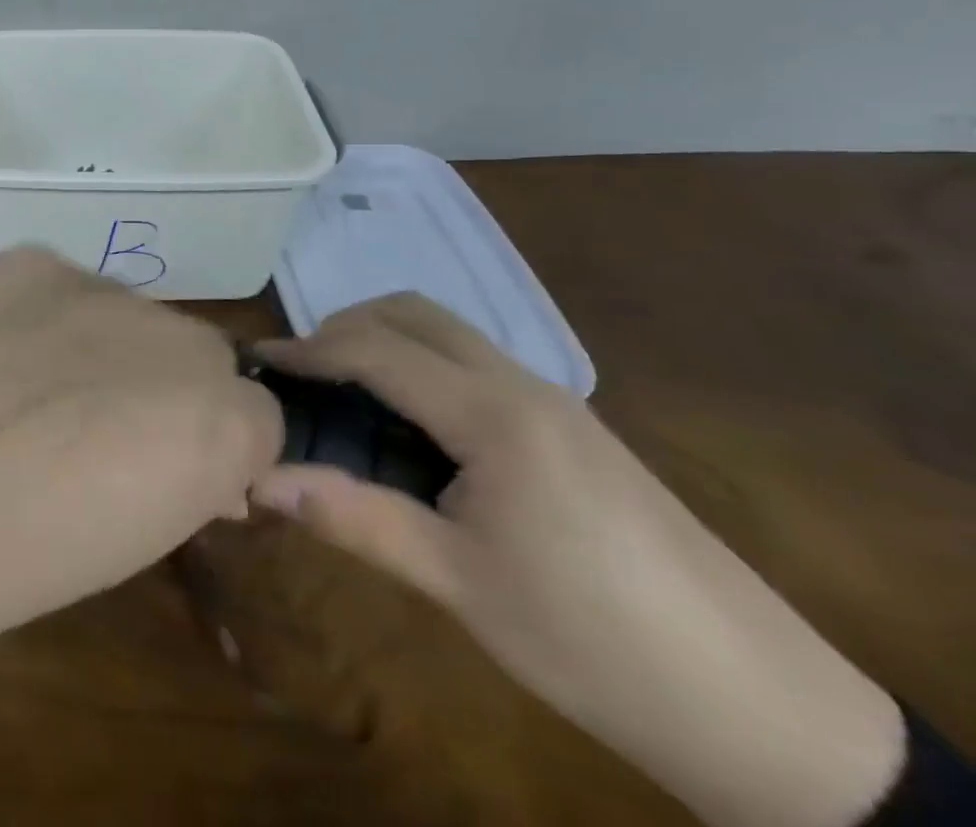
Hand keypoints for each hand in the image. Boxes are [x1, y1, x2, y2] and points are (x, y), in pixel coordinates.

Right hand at [251, 294, 903, 826]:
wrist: (759, 705)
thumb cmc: (592, 641)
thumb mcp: (459, 584)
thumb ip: (355, 519)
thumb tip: (260, 482)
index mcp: (493, 415)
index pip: (377, 349)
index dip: (309, 349)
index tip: (259, 364)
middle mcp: (521, 384)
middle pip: (412, 312)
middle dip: (344, 326)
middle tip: (303, 375)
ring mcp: (553, 398)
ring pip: (447, 330)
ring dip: (384, 339)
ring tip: (344, 393)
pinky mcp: (569, 422)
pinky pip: (473, 361)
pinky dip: (421, 363)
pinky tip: (410, 423)